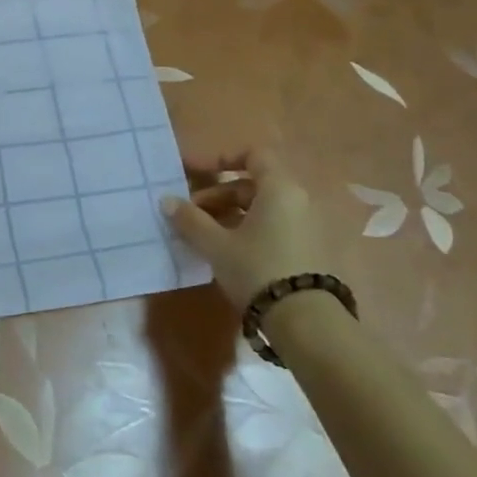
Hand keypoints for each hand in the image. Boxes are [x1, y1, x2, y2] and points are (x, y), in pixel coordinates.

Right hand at [161, 148, 325, 307]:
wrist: (306, 321)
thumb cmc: (257, 269)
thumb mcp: (216, 244)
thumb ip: (190, 219)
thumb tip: (167, 200)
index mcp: (279, 189)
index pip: (253, 155)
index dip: (222, 158)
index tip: (195, 172)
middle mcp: (298, 201)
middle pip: (253, 185)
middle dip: (218, 195)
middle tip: (191, 214)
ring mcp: (307, 227)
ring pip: (262, 209)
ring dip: (230, 215)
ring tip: (204, 236)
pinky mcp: (309, 251)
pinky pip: (273, 228)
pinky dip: (248, 230)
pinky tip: (227, 252)